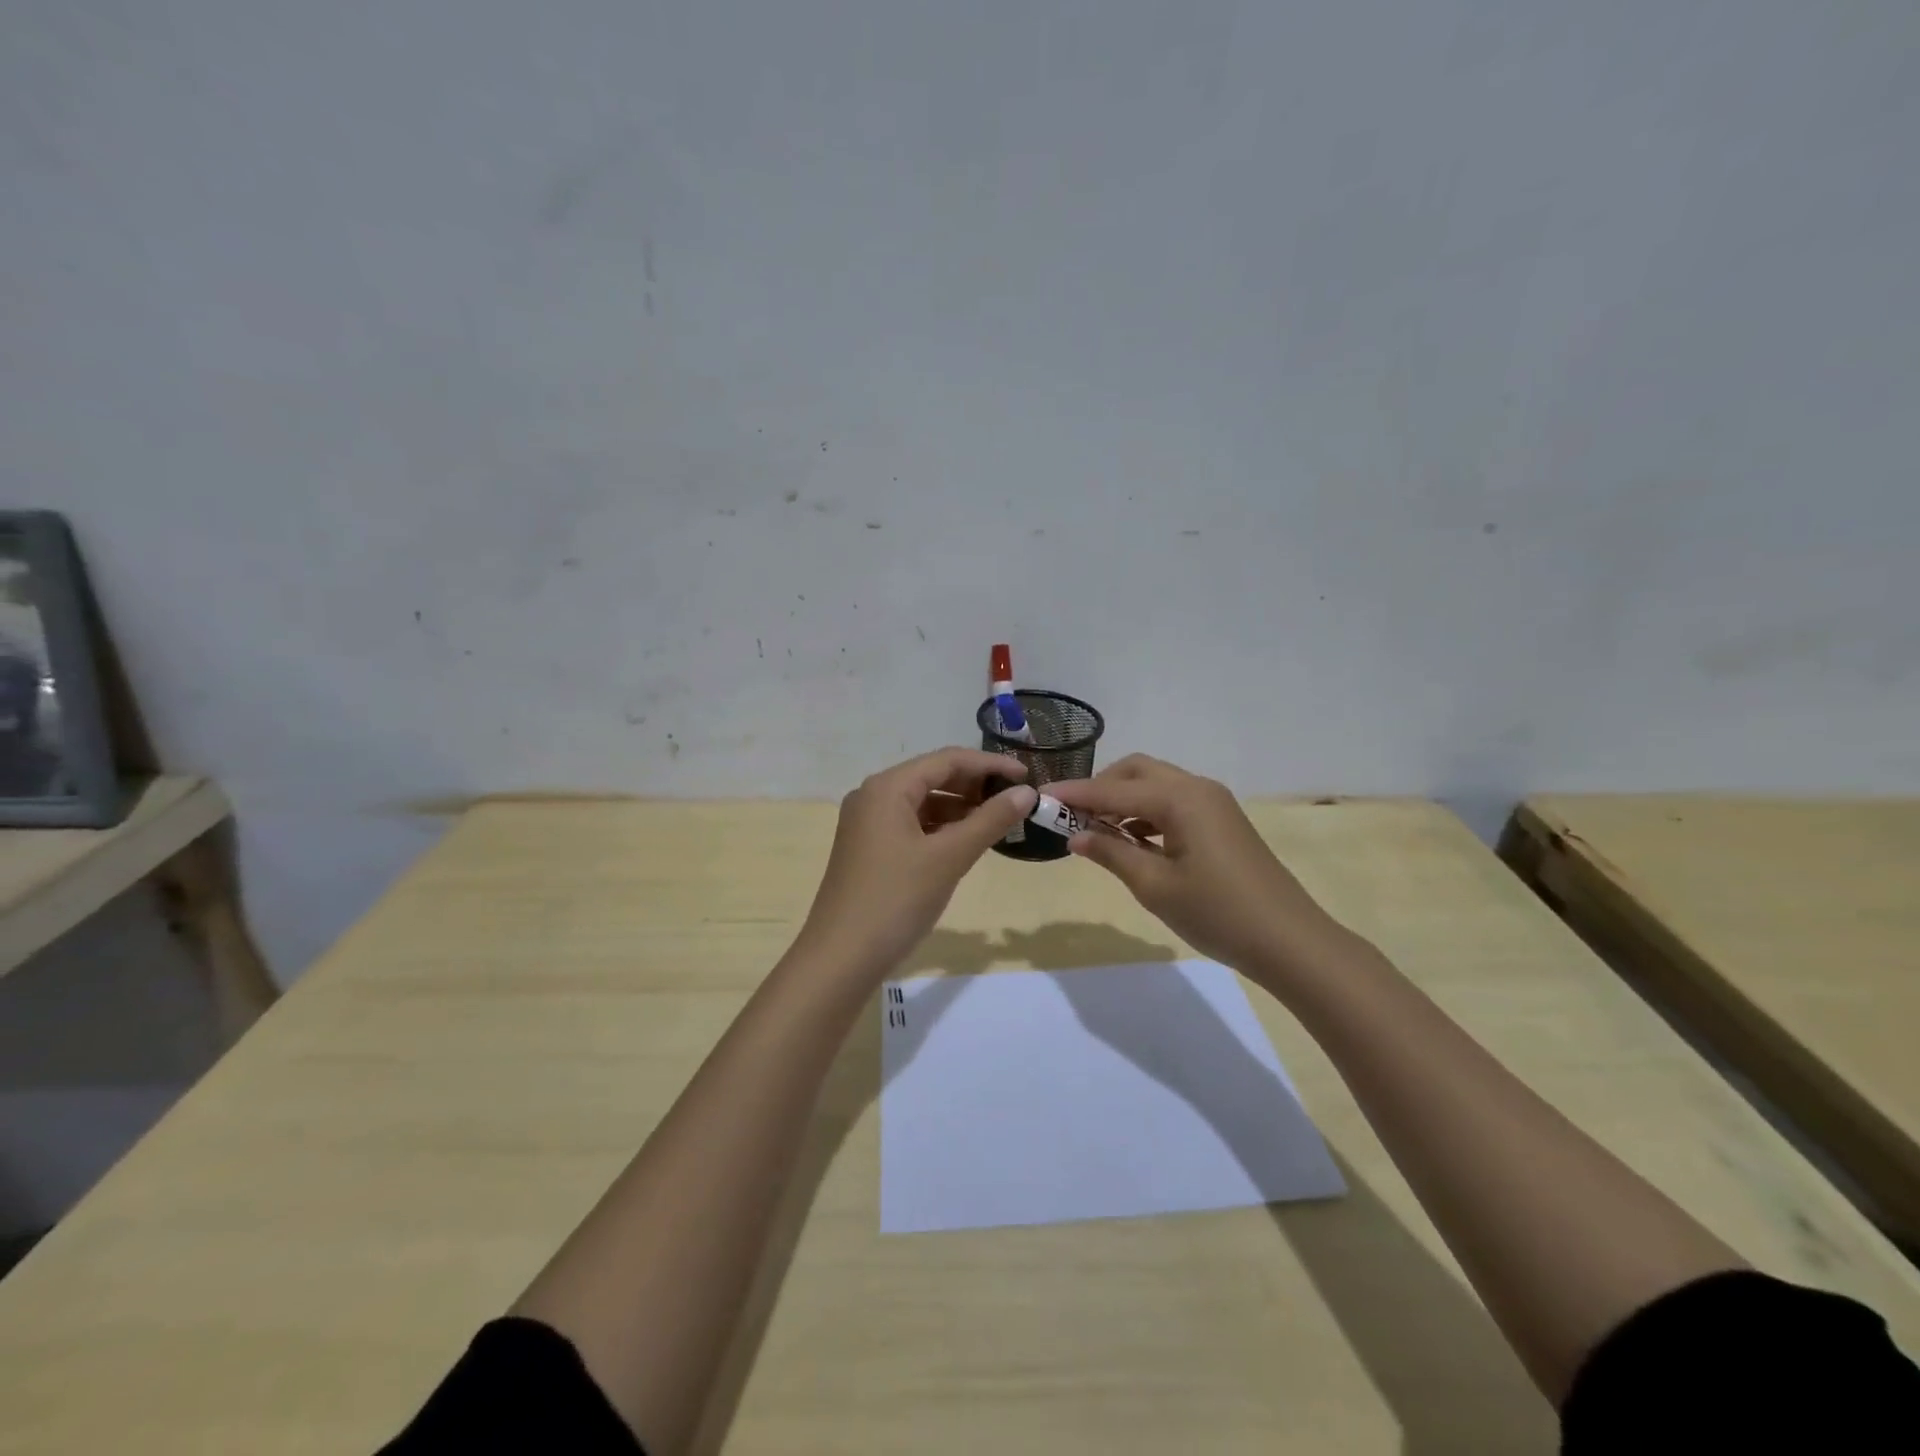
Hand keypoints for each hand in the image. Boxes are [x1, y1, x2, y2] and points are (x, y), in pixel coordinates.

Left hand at [793, 748, 1035, 980]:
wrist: (841, 959)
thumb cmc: (896, 900)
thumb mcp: (949, 858)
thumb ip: (990, 820)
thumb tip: (1027, 793)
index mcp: (887, 787)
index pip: (947, 760)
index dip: (990, 764)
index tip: (1027, 776)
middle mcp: (873, 796)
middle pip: (933, 777)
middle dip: (975, 786)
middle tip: (1016, 800)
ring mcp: (868, 824)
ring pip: (924, 803)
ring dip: (961, 809)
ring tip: (999, 822)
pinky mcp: (870, 850)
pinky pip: (913, 826)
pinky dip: (942, 829)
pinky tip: (967, 843)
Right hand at [1049, 755, 1343, 984]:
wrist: (1289, 941)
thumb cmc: (1217, 913)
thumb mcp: (1155, 886)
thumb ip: (1111, 853)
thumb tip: (1075, 836)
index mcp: (1180, 798)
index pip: (1113, 789)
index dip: (1074, 794)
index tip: (1039, 797)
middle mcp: (1196, 788)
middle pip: (1136, 771)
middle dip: (1100, 787)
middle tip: (1071, 816)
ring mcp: (1213, 803)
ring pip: (1155, 785)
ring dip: (1122, 799)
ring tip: (1095, 831)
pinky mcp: (1221, 821)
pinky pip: (1172, 802)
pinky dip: (1145, 813)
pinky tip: (1131, 840)